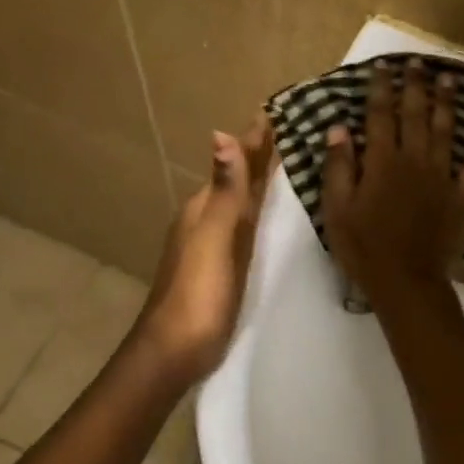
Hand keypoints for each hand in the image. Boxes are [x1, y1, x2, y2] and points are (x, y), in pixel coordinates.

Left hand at [135, 117, 273, 381]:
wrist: (175, 352)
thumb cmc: (197, 294)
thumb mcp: (214, 239)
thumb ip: (225, 193)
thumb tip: (221, 135)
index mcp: (205, 209)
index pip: (235, 164)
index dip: (254, 140)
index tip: (275, 111)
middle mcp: (208, 220)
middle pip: (238, 179)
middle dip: (259, 154)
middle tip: (288, 129)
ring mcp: (215, 244)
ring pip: (242, 201)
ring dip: (259, 180)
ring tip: (285, 162)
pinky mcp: (225, 266)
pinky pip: (247, 225)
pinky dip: (260, 210)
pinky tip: (268, 214)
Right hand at [322, 58, 463, 304]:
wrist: (405, 281)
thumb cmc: (363, 247)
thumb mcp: (337, 209)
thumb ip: (339, 166)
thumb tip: (338, 127)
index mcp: (382, 161)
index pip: (380, 115)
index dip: (381, 88)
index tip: (383, 66)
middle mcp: (415, 160)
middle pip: (416, 115)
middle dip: (416, 86)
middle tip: (418, 62)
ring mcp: (443, 177)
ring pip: (447, 131)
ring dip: (448, 103)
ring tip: (449, 79)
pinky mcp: (462, 197)